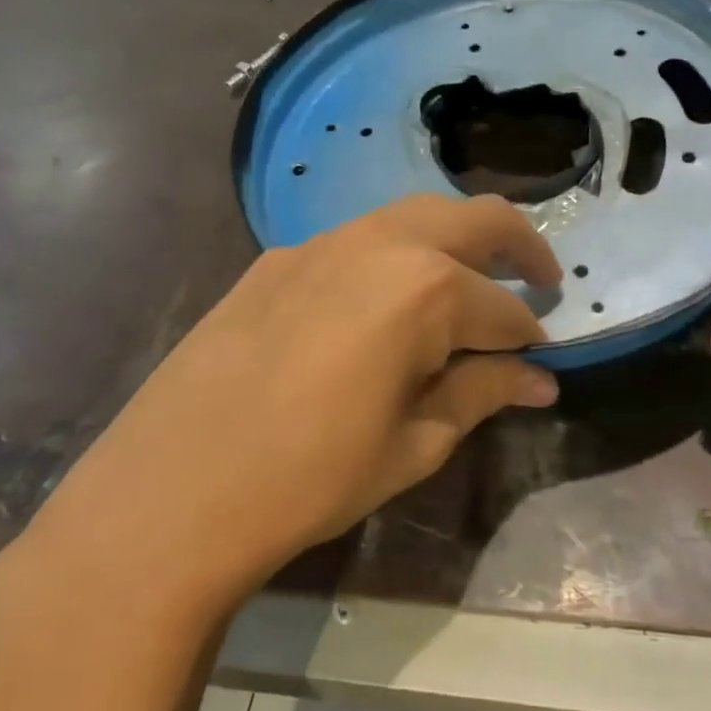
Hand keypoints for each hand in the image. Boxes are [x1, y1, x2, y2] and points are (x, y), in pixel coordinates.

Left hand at [13, 194, 561, 614]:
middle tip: (541, 279)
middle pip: (476, 219)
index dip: (529, 338)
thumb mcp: (413, 445)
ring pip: (416, 216)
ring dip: (457, 241)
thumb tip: (539, 379)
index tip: (542, 361)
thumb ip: (481, 394)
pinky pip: (360, 238)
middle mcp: (381, 243)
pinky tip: (386, 301)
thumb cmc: (309, 479)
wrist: (168, 494)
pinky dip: (397, 255)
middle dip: (521, 245)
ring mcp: (324, 241)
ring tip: (470, 283)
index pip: (503, 309)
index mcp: (425, 290)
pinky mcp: (280, 256)